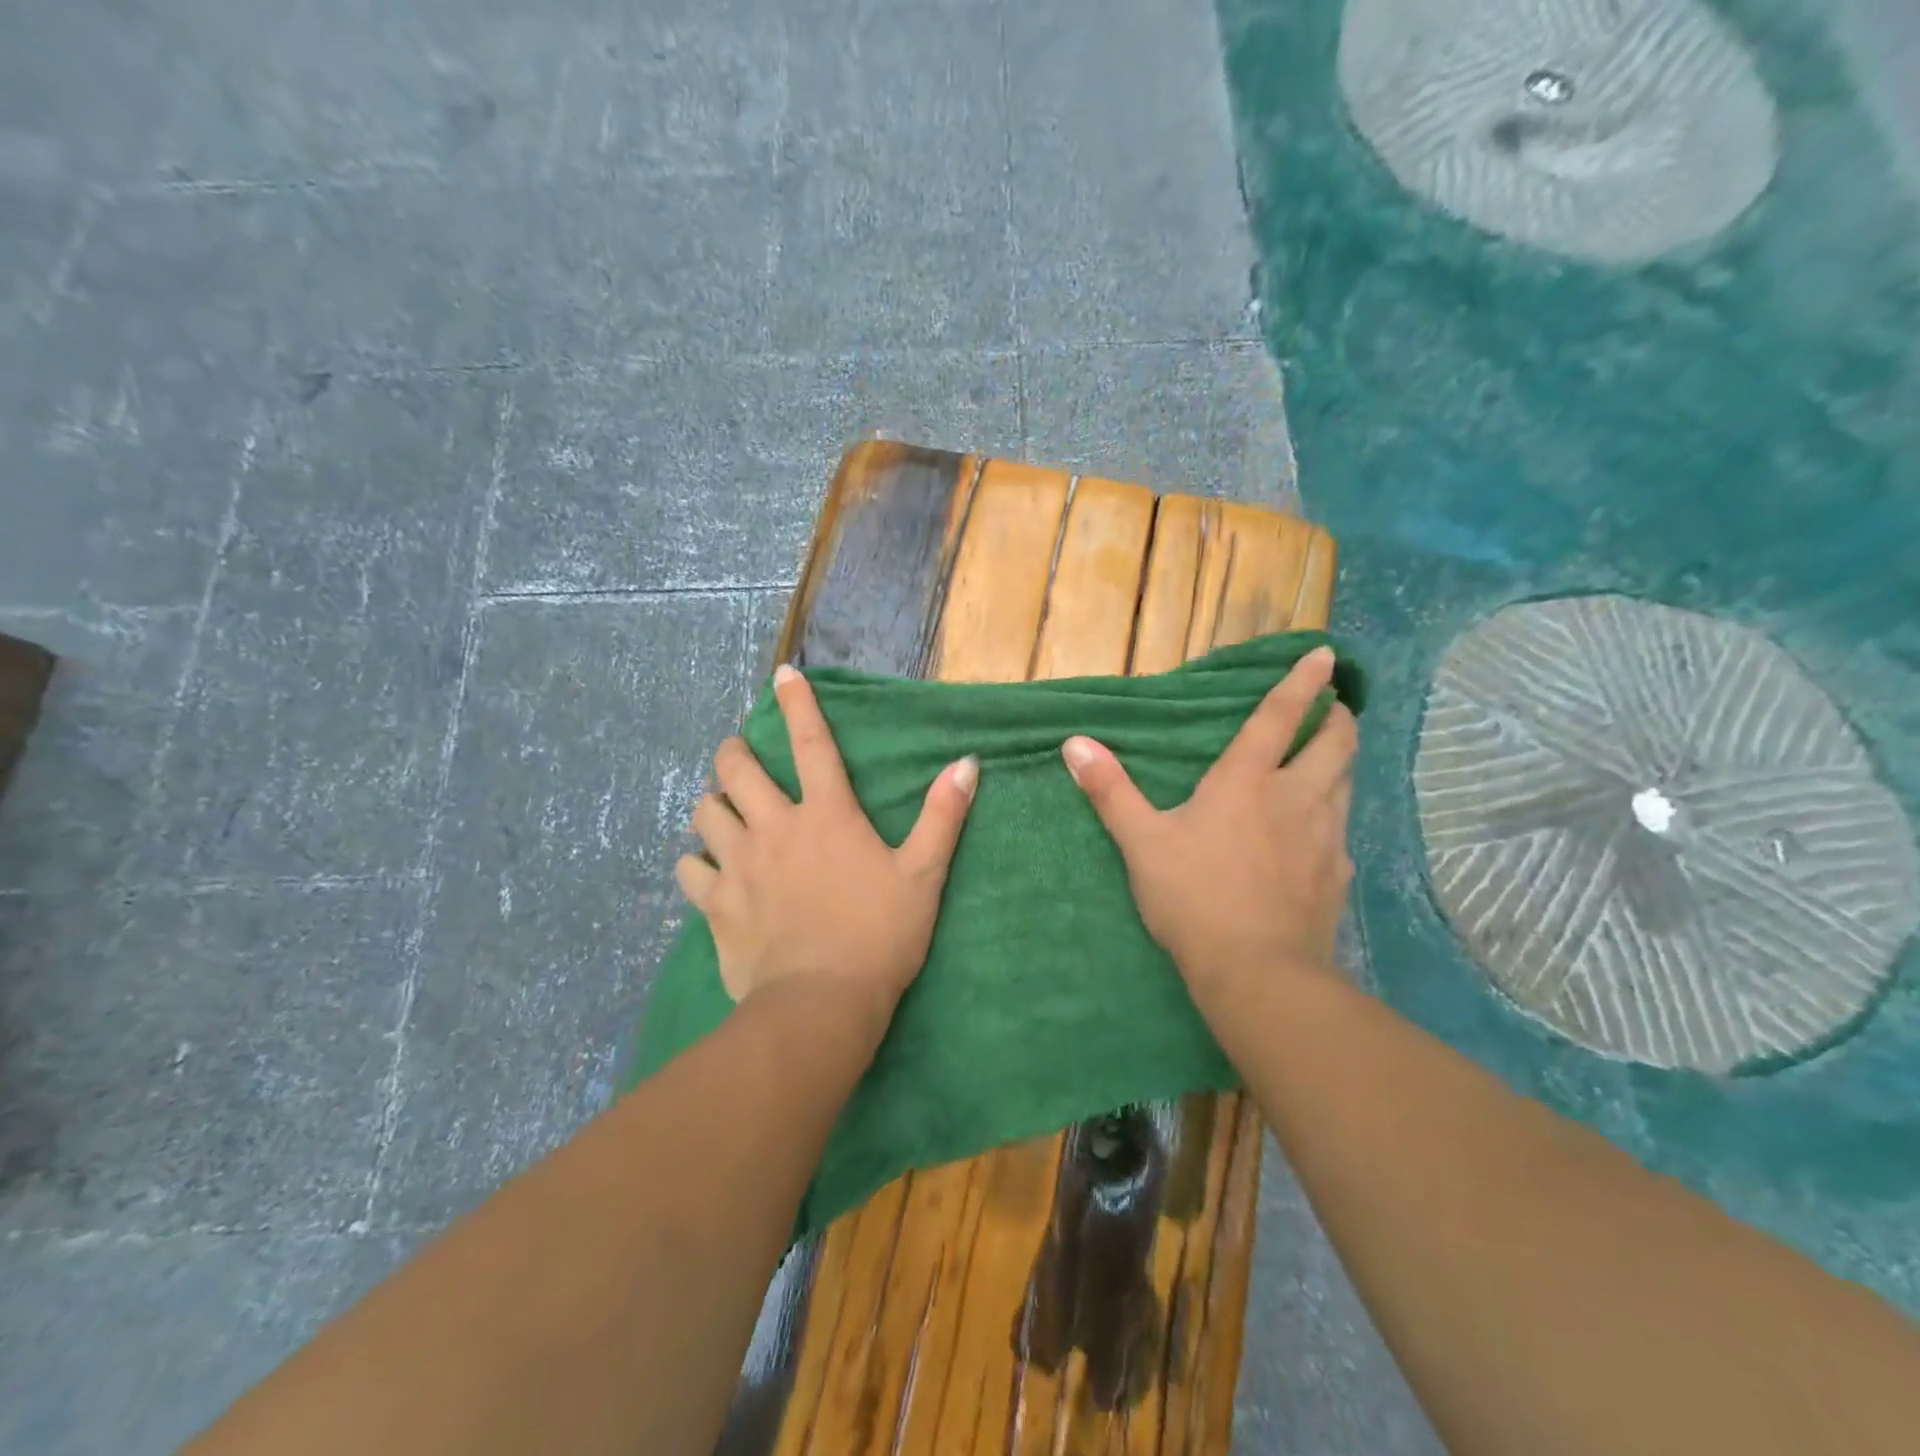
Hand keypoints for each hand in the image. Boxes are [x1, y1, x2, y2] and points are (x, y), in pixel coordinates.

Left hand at [676, 664, 978, 1027]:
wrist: (822, 1004)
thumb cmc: (879, 935)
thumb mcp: (923, 875)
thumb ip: (943, 816)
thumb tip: (966, 763)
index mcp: (827, 815)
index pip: (813, 743)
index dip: (798, 704)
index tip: (782, 674)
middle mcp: (776, 827)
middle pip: (738, 770)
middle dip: (734, 752)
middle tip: (738, 754)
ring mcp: (740, 865)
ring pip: (706, 813)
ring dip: (711, 802)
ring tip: (720, 806)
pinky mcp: (717, 904)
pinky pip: (690, 870)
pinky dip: (695, 862)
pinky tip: (704, 868)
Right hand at [1061, 645, 1356, 995]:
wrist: (1257, 972)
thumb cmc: (1193, 896)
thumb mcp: (1140, 842)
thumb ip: (1110, 790)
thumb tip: (1075, 743)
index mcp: (1246, 781)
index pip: (1278, 718)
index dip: (1300, 683)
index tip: (1324, 655)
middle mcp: (1295, 798)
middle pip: (1334, 744)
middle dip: (1337, 720)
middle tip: (1334, 710)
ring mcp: (1325, 838)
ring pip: (1346, 785)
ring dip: (1340, 764)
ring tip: (1329, 761)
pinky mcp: (1337, 876)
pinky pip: (1341, 832)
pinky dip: (1333, 818)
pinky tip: (1318, 836)